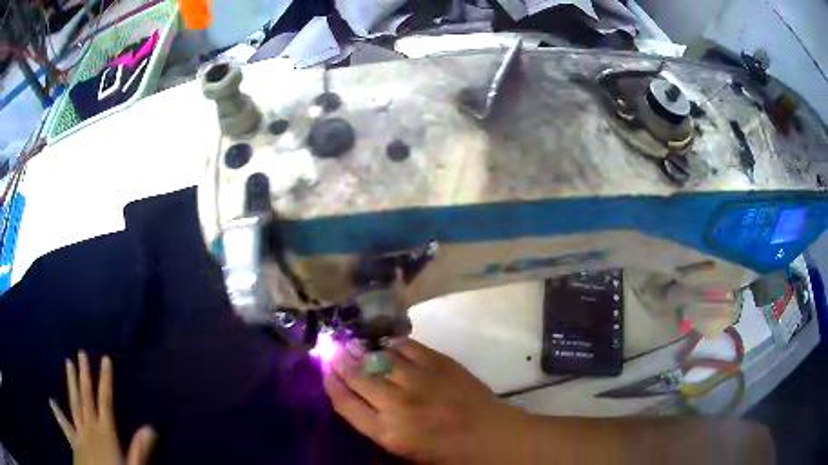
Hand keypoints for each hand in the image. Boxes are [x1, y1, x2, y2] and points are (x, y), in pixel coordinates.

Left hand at [49, 352, 156, 464]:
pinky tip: (52, 401)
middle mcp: (90, 427)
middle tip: (81, 353)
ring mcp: (79, 433)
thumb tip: (150, 427)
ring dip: (71, 384)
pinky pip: (64, 425)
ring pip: (74, 404)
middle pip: (86, 397)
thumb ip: (139, 449)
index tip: (105, 359)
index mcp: (105, 432)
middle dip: (84, 375)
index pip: (106, 401)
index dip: (106, 379)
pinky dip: (58, 413)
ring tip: (68, 363)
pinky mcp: (73, 441)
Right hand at [323, 339, 527, 462]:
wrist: (489, 435)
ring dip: (362, 349)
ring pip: (379, 358)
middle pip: (358, 377)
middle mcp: (396, 404)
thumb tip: (361, 399)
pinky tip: (386, 342)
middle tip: (333, 350)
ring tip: (353, 342)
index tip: (325, 373)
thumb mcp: (404, 450)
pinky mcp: (438, 363)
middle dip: (342, 362)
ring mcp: (417, 380)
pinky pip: (407, 346)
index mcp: (386, 432)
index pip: (345, 404)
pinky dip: (392, 343)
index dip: (331, 385)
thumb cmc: (446, 452)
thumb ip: (379, 426)